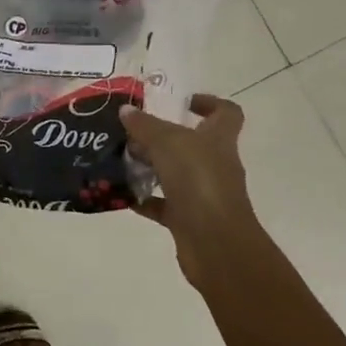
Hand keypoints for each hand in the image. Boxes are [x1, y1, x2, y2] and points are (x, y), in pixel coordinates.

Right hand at [121, 95, 260, 285]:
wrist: (215, 243)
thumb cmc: (198, 181)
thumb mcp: (167, 142)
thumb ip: (145, 125)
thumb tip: (126, 110)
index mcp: (219, 139)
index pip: (226, 113)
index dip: (209, 103)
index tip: (181, 102)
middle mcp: (215, 164)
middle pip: (192, 143)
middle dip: (162, 136)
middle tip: (131, 131)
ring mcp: (204, 194)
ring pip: (175, 173)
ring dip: (150, 167)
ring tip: (120, 159)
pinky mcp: (189, 220)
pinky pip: (163, 204)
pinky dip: (144, 199)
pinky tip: (121, 193)